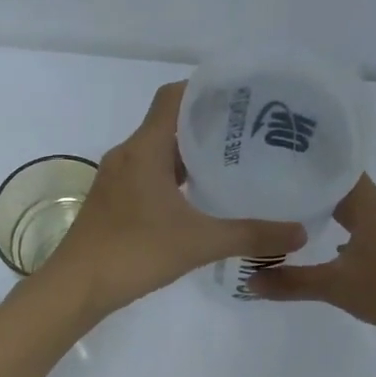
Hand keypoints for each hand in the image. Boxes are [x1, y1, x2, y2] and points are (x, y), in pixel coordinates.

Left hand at [39, 82, 305, 314]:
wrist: (75, 288)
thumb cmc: (135, 253)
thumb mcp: (200, 242)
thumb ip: (252, 235)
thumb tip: (300, 233)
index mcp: (145, 148)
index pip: (173, 97)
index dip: (205, 89)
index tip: (241, 96)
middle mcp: (128, 154)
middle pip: (168, 121)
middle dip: (207, 121)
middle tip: (249, 131)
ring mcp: (117, 177)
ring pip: (158, 150)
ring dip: (190, 150)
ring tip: (232, 160)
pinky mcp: (113, 200)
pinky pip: (149, 172)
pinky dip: (175, 174)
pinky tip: (199, 196)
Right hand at [248, 175, 375, 341]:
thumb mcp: (336, 287)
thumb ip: (292, 282)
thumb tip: (249, 280)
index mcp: (369, 205)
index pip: (338, 168)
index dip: (312, 162)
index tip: (282, 160)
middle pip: (346, 188)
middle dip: (316, 189)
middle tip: (280, 189)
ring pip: (360, 210)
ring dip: (334, 211)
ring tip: (300, 217)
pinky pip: (370, 228)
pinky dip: (350, 231)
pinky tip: (335, 249)